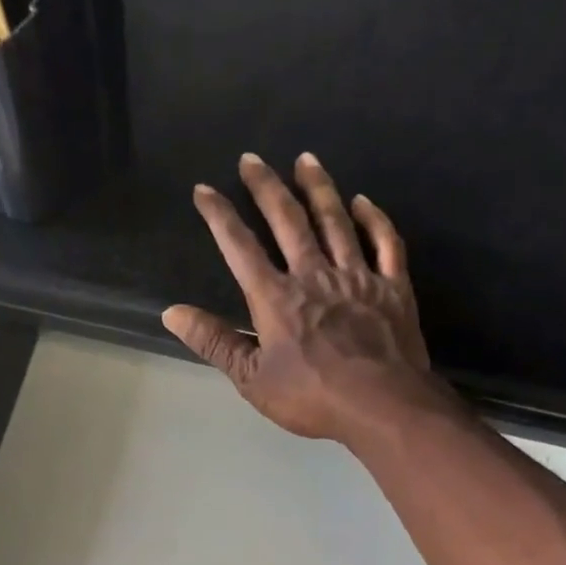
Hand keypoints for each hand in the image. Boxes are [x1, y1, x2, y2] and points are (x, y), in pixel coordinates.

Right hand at [164, 152, 448, 442]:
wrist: (380, 406)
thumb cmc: (311, 398)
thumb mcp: (251, 379)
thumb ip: (215, 342)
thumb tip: (172, 312)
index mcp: (276, 298)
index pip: (240, 247)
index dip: (219, 216)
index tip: (204, 190)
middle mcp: (314, 275)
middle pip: (287, 220)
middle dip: (266, 187)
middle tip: (252, 159)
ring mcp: (357, 277)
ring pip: (335, 221)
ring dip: (318, 188)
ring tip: (305, 159)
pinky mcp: (392, 287)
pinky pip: (385, 243)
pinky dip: (373, 219)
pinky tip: (362, 202)